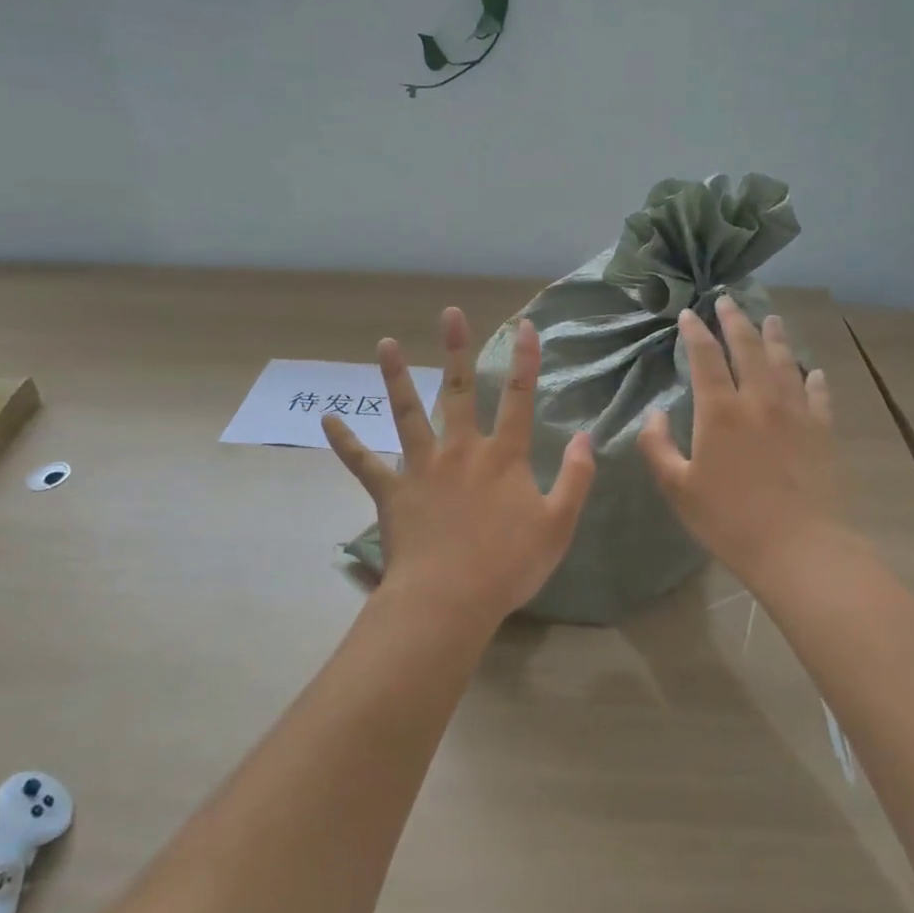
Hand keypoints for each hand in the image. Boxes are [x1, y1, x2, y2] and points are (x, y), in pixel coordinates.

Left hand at [324, 307, 595, 629]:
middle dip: (456, 350)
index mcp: (503, 457)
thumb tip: (586, 436)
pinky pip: (364, 463)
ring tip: (385, 344)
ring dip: (396, 377)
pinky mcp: (392, 491)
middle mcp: (461, 450)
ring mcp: (422, 467)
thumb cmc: (508, 565)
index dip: (525, 359)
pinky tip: (327, 419)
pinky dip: (345, 442)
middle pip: (459, 391)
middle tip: (449, 313)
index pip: (519, 397)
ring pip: (407, 412)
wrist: (450, 599)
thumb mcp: (558, 525)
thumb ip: (576, 478)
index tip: (525, 325)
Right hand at [638, 296, 847, 589]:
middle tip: (728, 300)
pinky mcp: (821, 432)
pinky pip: (818, 395)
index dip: (695, 332)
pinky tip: (814, 371)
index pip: (705, 357)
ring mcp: (795, 413)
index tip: (688, 313)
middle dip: (735, 320)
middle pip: (748, 347)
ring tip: (771, 318)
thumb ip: (657, 446)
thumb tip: (653, 414)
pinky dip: (814, 379)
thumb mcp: (677, 487)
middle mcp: (759, 400)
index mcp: (720, 410)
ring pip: (785, 362)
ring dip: (776, 337)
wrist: (797, 547)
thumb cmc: (728, 519)